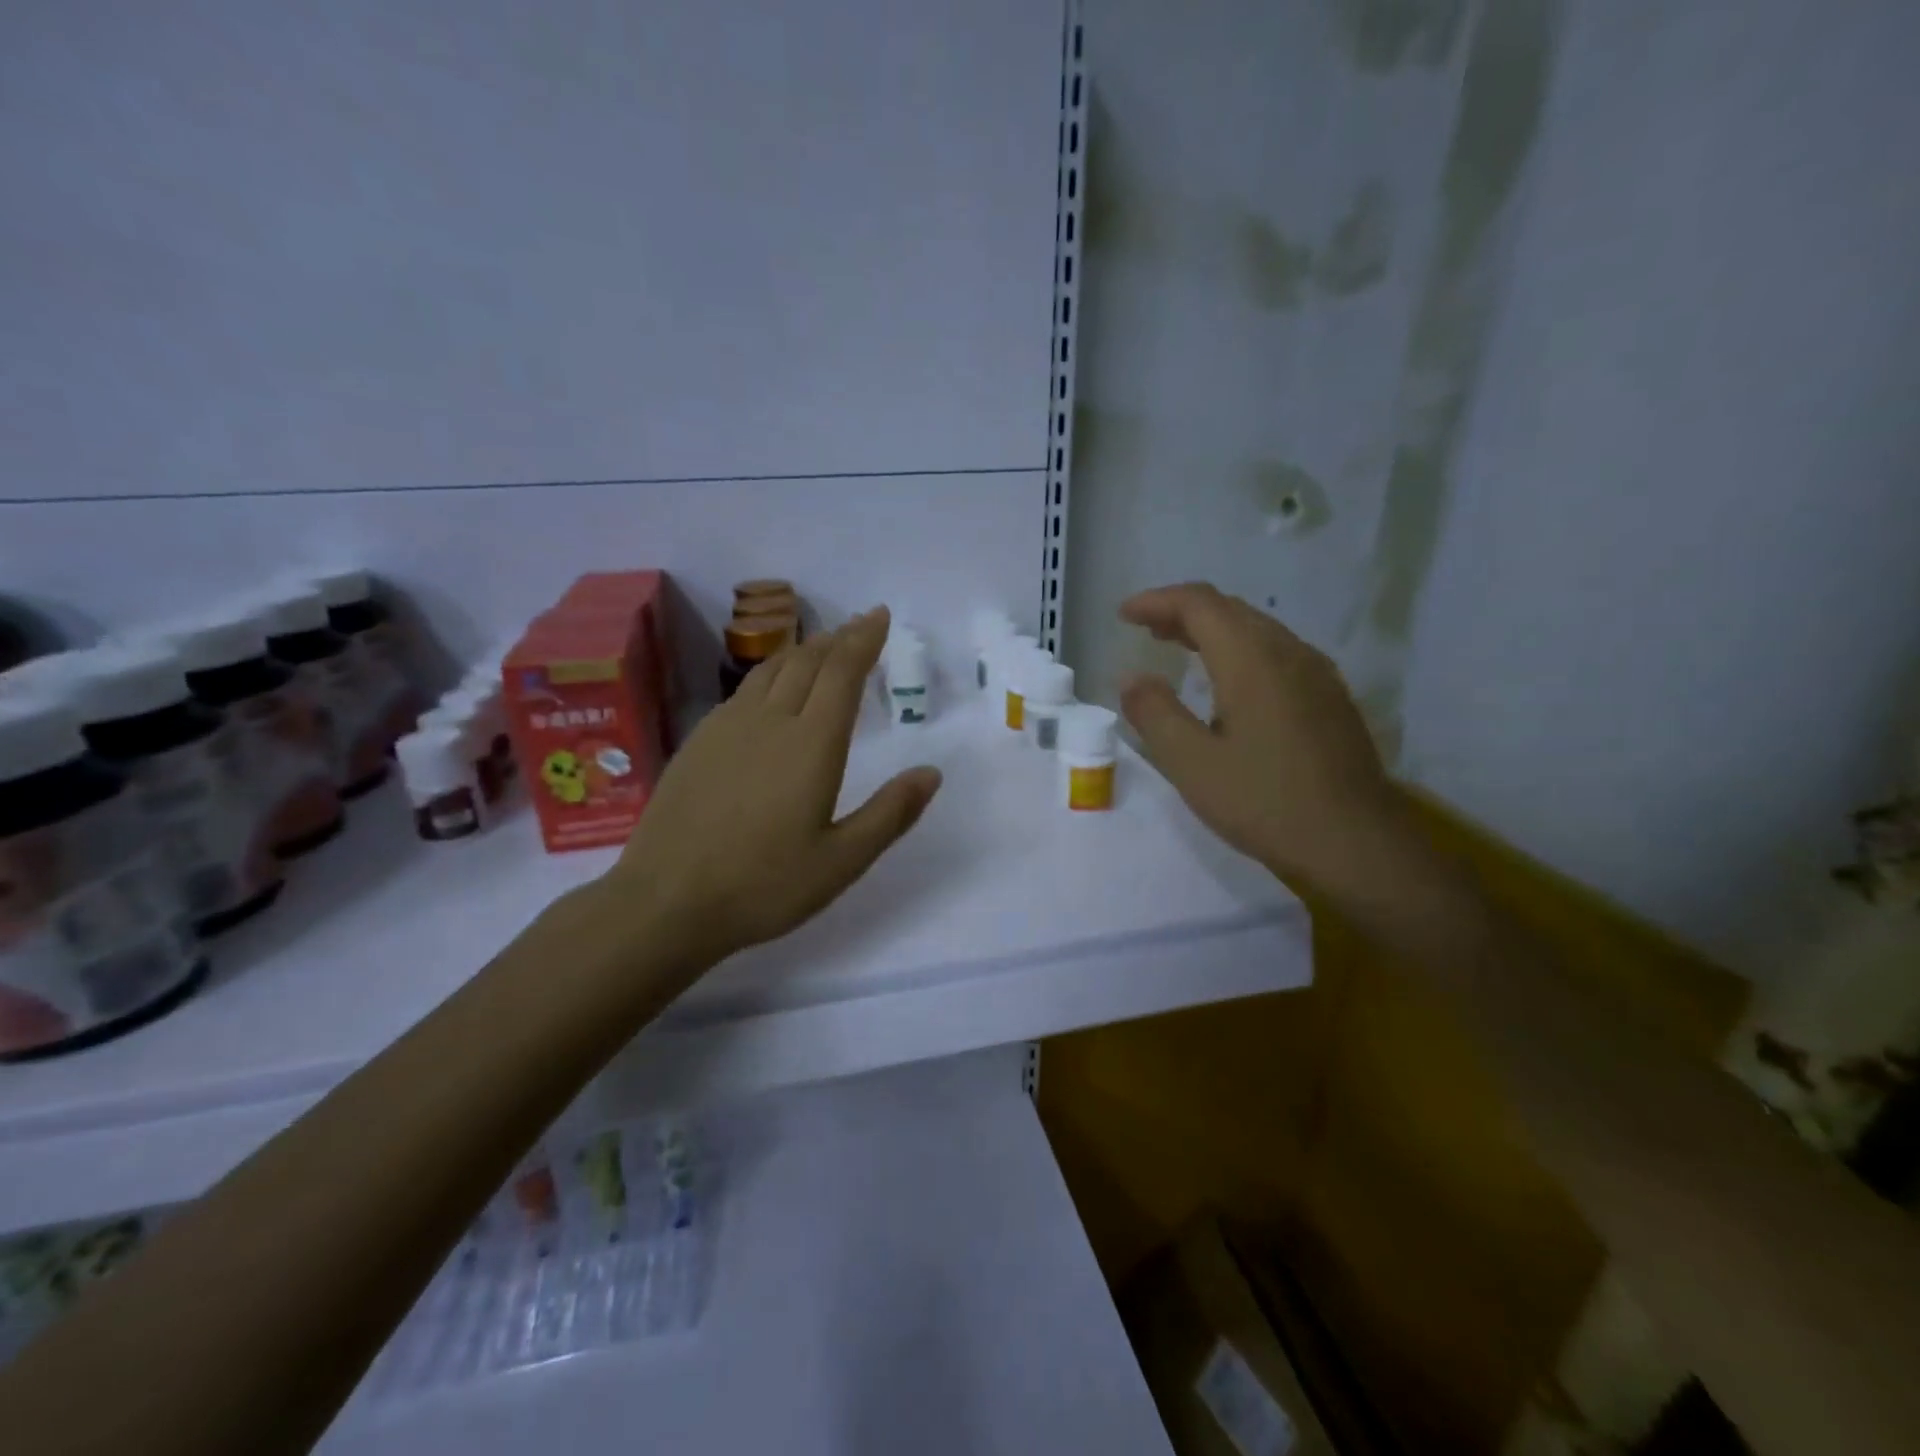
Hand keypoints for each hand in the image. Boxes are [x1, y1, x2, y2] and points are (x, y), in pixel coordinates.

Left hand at [594, 607, 941, 980]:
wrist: (665, 901)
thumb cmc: (763, 885)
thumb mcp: (841, 861)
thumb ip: (890, 814)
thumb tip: (931, 773)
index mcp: (811, 744)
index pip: (842, 673)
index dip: (864, 639)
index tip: (879, 615)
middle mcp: (770, 721)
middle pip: (807, 662)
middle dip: (838, 639)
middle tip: (859, 626)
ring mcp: (727, 728)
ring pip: (771, 670)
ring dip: (802, 651)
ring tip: (821, 646)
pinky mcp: (698, 742)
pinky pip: (743, 691)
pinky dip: (769, 674)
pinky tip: (770, 690)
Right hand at [1118, 583, 1402, 892]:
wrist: (1355, 843)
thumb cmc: (1264, 802)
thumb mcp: (1191, 763)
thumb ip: (1155, 714)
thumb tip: (1133, 679)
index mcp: (1252, 660)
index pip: (1199, 605)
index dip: (1157, 601)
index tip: (1124, 615)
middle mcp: (1288, 653)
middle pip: (1230, 609)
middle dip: (1183, 611)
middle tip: (1146, 628)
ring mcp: (1316, 674)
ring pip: (1257, 629)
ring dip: (1213, 629)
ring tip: (1178, 647)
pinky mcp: (1330, 698)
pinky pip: (1277, 652)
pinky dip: (1240, 650)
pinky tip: (1229, 683)